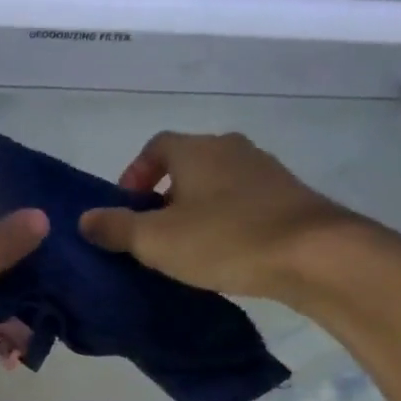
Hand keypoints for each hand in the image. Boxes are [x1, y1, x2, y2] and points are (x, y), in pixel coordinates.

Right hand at [79, 131, 382, 303]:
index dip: (135, 173)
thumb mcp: (156, 240)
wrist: (314, 254)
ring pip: (218, 184)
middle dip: (166, 195)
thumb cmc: (225, 239)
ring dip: (198, 208)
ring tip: (190, 247)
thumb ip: (116, 227)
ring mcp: (266, 170)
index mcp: (196, 149)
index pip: (156, 146)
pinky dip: (228, 220)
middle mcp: (231, 148)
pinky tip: (228, 252)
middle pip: (188, 164)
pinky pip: (246, 202)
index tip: (128, 206)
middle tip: (154, 233)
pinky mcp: (290, 197)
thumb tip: (85, 219)